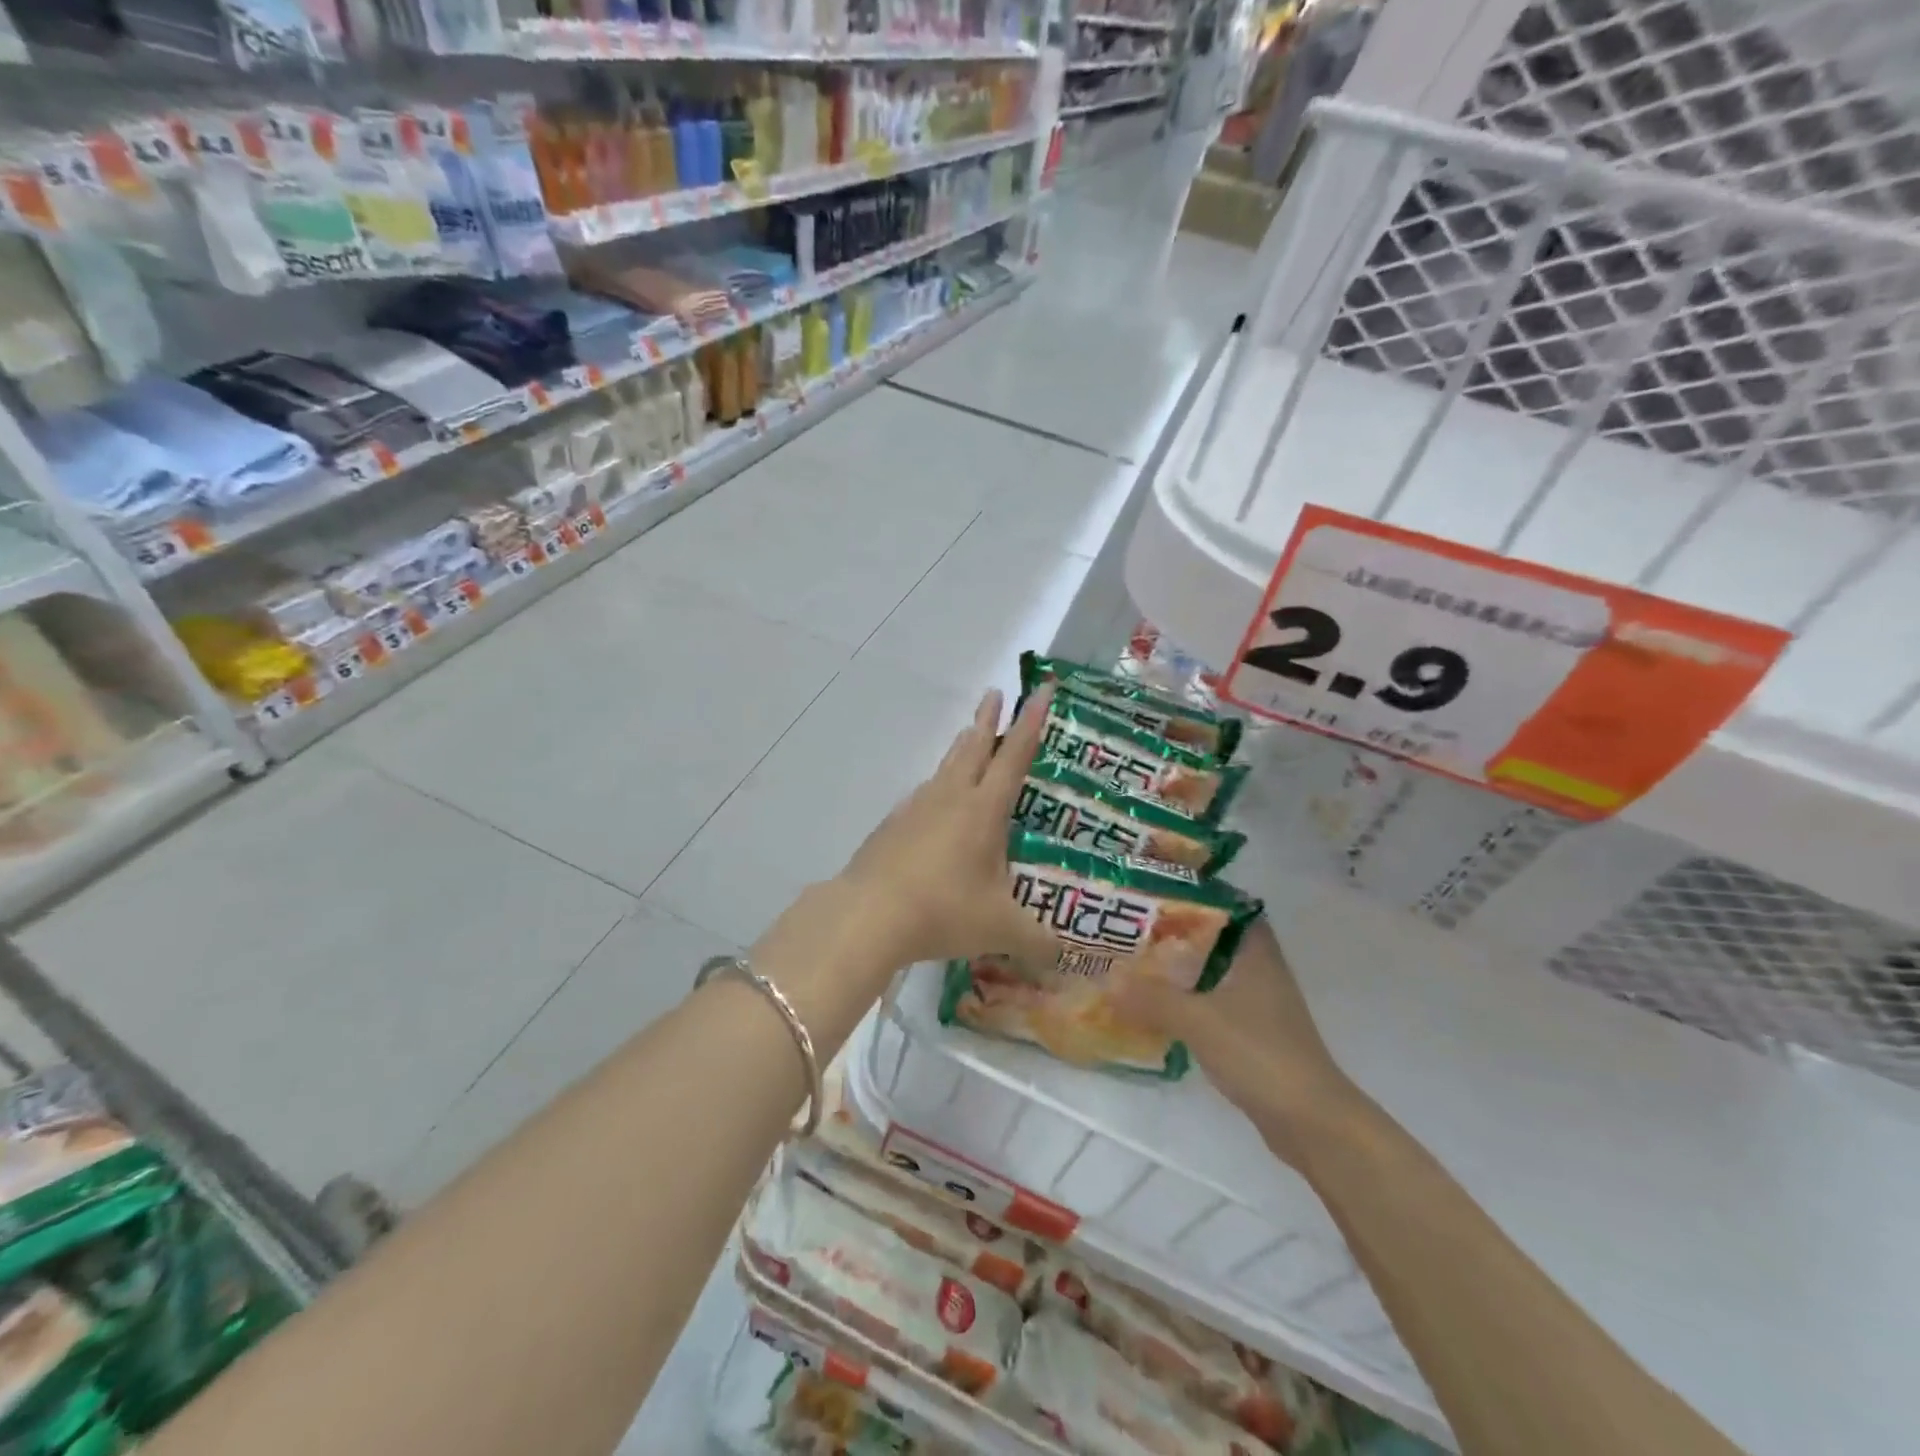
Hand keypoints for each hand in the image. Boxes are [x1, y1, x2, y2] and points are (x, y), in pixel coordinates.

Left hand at [837, 683, 1061, 972]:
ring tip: (967, 737)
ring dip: (960, 749)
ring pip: (944, 768)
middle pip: (973, 748)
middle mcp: (950, 798)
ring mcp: (916, 809)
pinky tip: (932, 803)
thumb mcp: (1000, 929)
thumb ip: (1036, 942)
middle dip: (988, 720)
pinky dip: (936, 788)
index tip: (1040, 688)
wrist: (868, 915)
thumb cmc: (943, 911)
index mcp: (984, 810)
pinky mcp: (891, 827)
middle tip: (994, 694)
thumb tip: (1062, 960)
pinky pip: (921, 797)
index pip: (1014, 756)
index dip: (1031, 722)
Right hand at [1115, 919, 1359, 1162]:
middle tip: (1132, 928)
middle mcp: (1260, 970)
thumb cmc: (1260, 1053)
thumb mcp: (1198, 1020)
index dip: (1194, 895)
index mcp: (1256, 951)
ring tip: (1134, 964)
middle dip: (1174, 934)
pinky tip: (1156, 1009)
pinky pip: (1211, 1005)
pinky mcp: (1252, 1036)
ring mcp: (1258, 1005)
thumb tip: (1105, 979)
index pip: (1226, 905)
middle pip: (1212, 939)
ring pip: (1210, 974)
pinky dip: (1186, 1003)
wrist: (1311, 1122)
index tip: (1155, 893)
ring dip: (1178, 971)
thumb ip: (1151, 998)